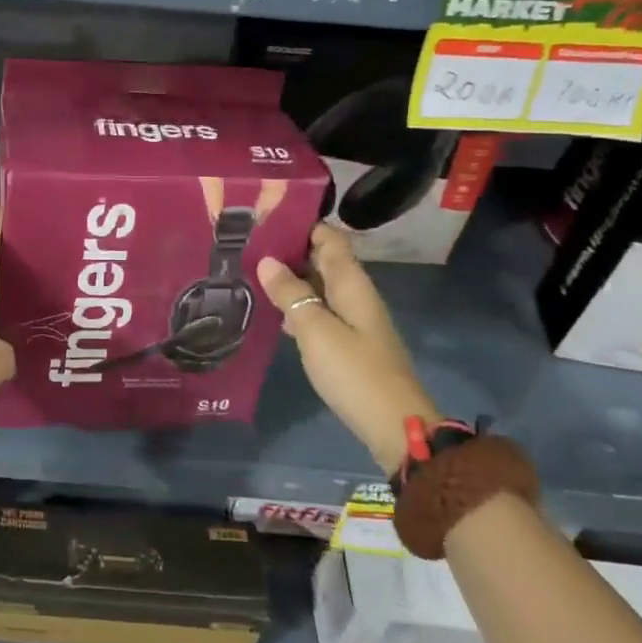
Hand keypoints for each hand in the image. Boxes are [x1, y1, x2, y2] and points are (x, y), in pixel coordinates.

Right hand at [256, 224, 437, 470]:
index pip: (328, 237)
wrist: (395, 425)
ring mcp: (353, 319)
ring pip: (319, 286)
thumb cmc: (354, 371)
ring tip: (250, 273)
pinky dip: (297, 306)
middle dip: (288, 249)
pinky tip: (273, 313)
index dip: (301, 223)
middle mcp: (354, 294)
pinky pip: (319, 311)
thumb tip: (267, 259)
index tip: (264, 217)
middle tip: (246, 245)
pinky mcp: (348, 343)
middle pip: (322, 259)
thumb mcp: (316, 330)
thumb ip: (291, 294)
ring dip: (290, 279)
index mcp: (351, 282)